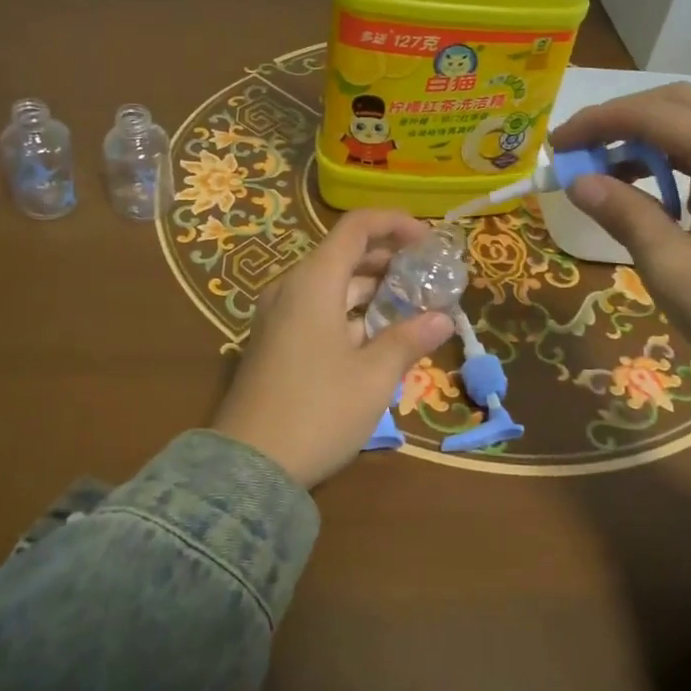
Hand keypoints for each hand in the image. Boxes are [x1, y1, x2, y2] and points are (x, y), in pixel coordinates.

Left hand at [212, 209, 453, 488]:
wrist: (247, 467)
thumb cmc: (318, 411)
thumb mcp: (373, 377)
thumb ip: (408, 339)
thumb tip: (442, 319)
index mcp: (314, 282)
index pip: (356, 227)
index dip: (395, 223)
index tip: (428, 239)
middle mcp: (291, 288)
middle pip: (344, 254)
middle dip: (388, 259)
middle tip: (426, 278)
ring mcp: (277, 316)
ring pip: (331, 284)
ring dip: (371, 289)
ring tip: (410, 307)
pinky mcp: (273, 342)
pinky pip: (316, 309)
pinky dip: (349, 311)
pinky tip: (376, 336)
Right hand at [554, 84, 690, 440]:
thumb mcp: (672, 267)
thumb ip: (623, 213)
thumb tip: (578, 182)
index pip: (651, 113)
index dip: (596, 123)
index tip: (555, 146)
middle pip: (680, 104)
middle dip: (622, 121)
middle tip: (579, 152)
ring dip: (653, 139)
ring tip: (613, 175)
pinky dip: (686, 159)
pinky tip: (667, 195)